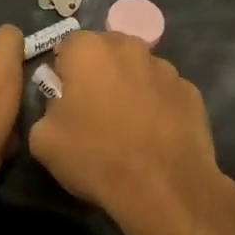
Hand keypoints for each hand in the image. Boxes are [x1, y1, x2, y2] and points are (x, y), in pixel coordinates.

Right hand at [28, 31, 230, 234]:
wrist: (163, 188)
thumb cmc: (95, 157)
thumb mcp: (43, 139)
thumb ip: (46, 109)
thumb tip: (60, 105)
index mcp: (88, 50)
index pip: (68, 45)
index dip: (64, 71)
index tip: (65, 98)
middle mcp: (129, 47)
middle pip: (107, 50)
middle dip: (99, 71)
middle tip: (95, 108)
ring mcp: (166, 68)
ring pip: (139, 69)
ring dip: (130, 86)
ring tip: (129, 125)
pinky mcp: (191, 92)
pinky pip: (165, 92)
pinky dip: (158, 105)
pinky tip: (155, 134)